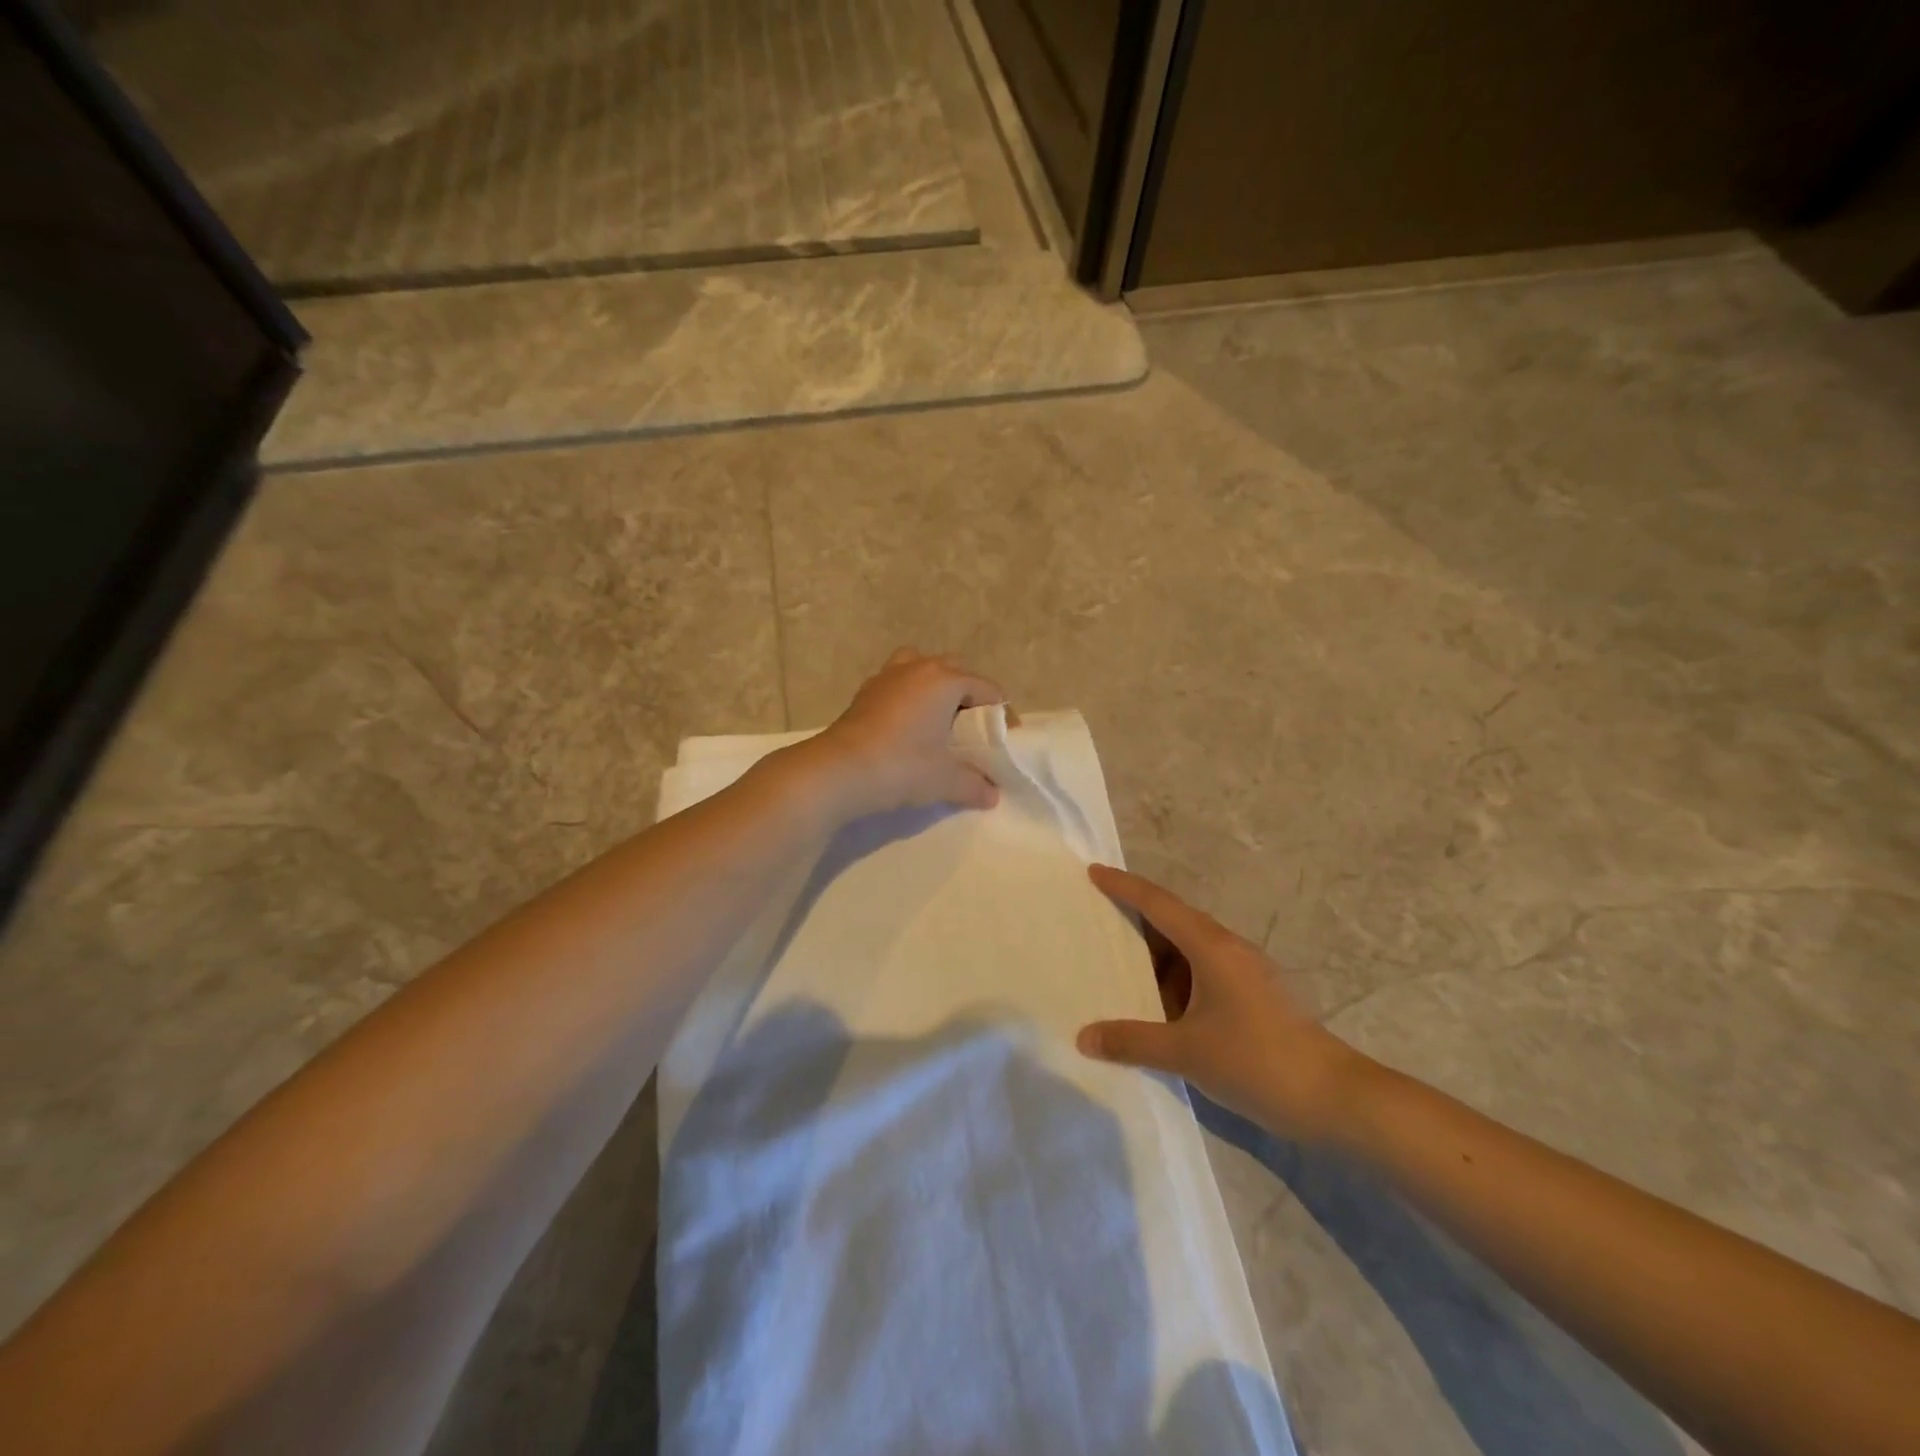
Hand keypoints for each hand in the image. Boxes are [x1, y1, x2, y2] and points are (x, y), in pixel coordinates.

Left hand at [798, 649, 1005, 820]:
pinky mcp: (865, 692)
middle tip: (973, 728)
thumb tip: (991, 794)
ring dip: (935, 686)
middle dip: (970, 694)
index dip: (1002, 714)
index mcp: (945, 680)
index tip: (1005, 741)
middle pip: (955, 670)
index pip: (987, 689)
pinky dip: (909, 696)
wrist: (839, 771)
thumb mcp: (946, 780)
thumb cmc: (902, 766)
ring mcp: (887, 676)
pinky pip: (898, 683)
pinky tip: (908, 725)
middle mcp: (918, 668)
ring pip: (921, 667)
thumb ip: (974, 784)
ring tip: (939, 717)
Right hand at [1077, 866, 1371, 1142]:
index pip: (1159, 904)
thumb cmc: (1257, 1061)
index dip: (1124, 886)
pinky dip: (1173, 980)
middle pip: (1173, 921)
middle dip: (1135, 919)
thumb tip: (1084, 1038)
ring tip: (1115, 964)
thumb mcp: (1186, 1052)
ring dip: (1155, 956)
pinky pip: (1201, 974)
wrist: (1334, 1098)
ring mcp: (1243, 973)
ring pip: (1188, 951)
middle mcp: (1227, 950)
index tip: (1094, 871)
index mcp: (1211, 947)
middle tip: (1095, 920)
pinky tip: (1155, 1005)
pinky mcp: (1251, 997)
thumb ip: (1131, 1042)